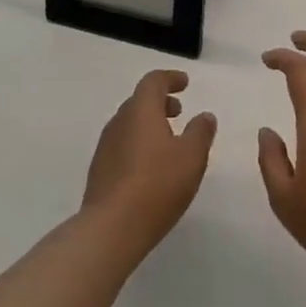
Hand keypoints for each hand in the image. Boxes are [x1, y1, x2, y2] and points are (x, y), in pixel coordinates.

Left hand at [82, 69, 216, 259]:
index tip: (185, 83)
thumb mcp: (192, 157)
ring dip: (149, 124)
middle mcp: (119, 122)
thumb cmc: (157, 184)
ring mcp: (106, 147)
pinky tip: (151, 166)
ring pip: (130, 124)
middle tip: (179, 111)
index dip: (170, 78)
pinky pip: (123, 145)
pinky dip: (139, 143)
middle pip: (139, 101)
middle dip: (160, 102)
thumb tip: (204, 115)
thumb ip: (200, 132)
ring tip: (169, 140)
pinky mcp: (101, 170)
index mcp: (140, 111)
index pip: (153, 82)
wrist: (112, 227)